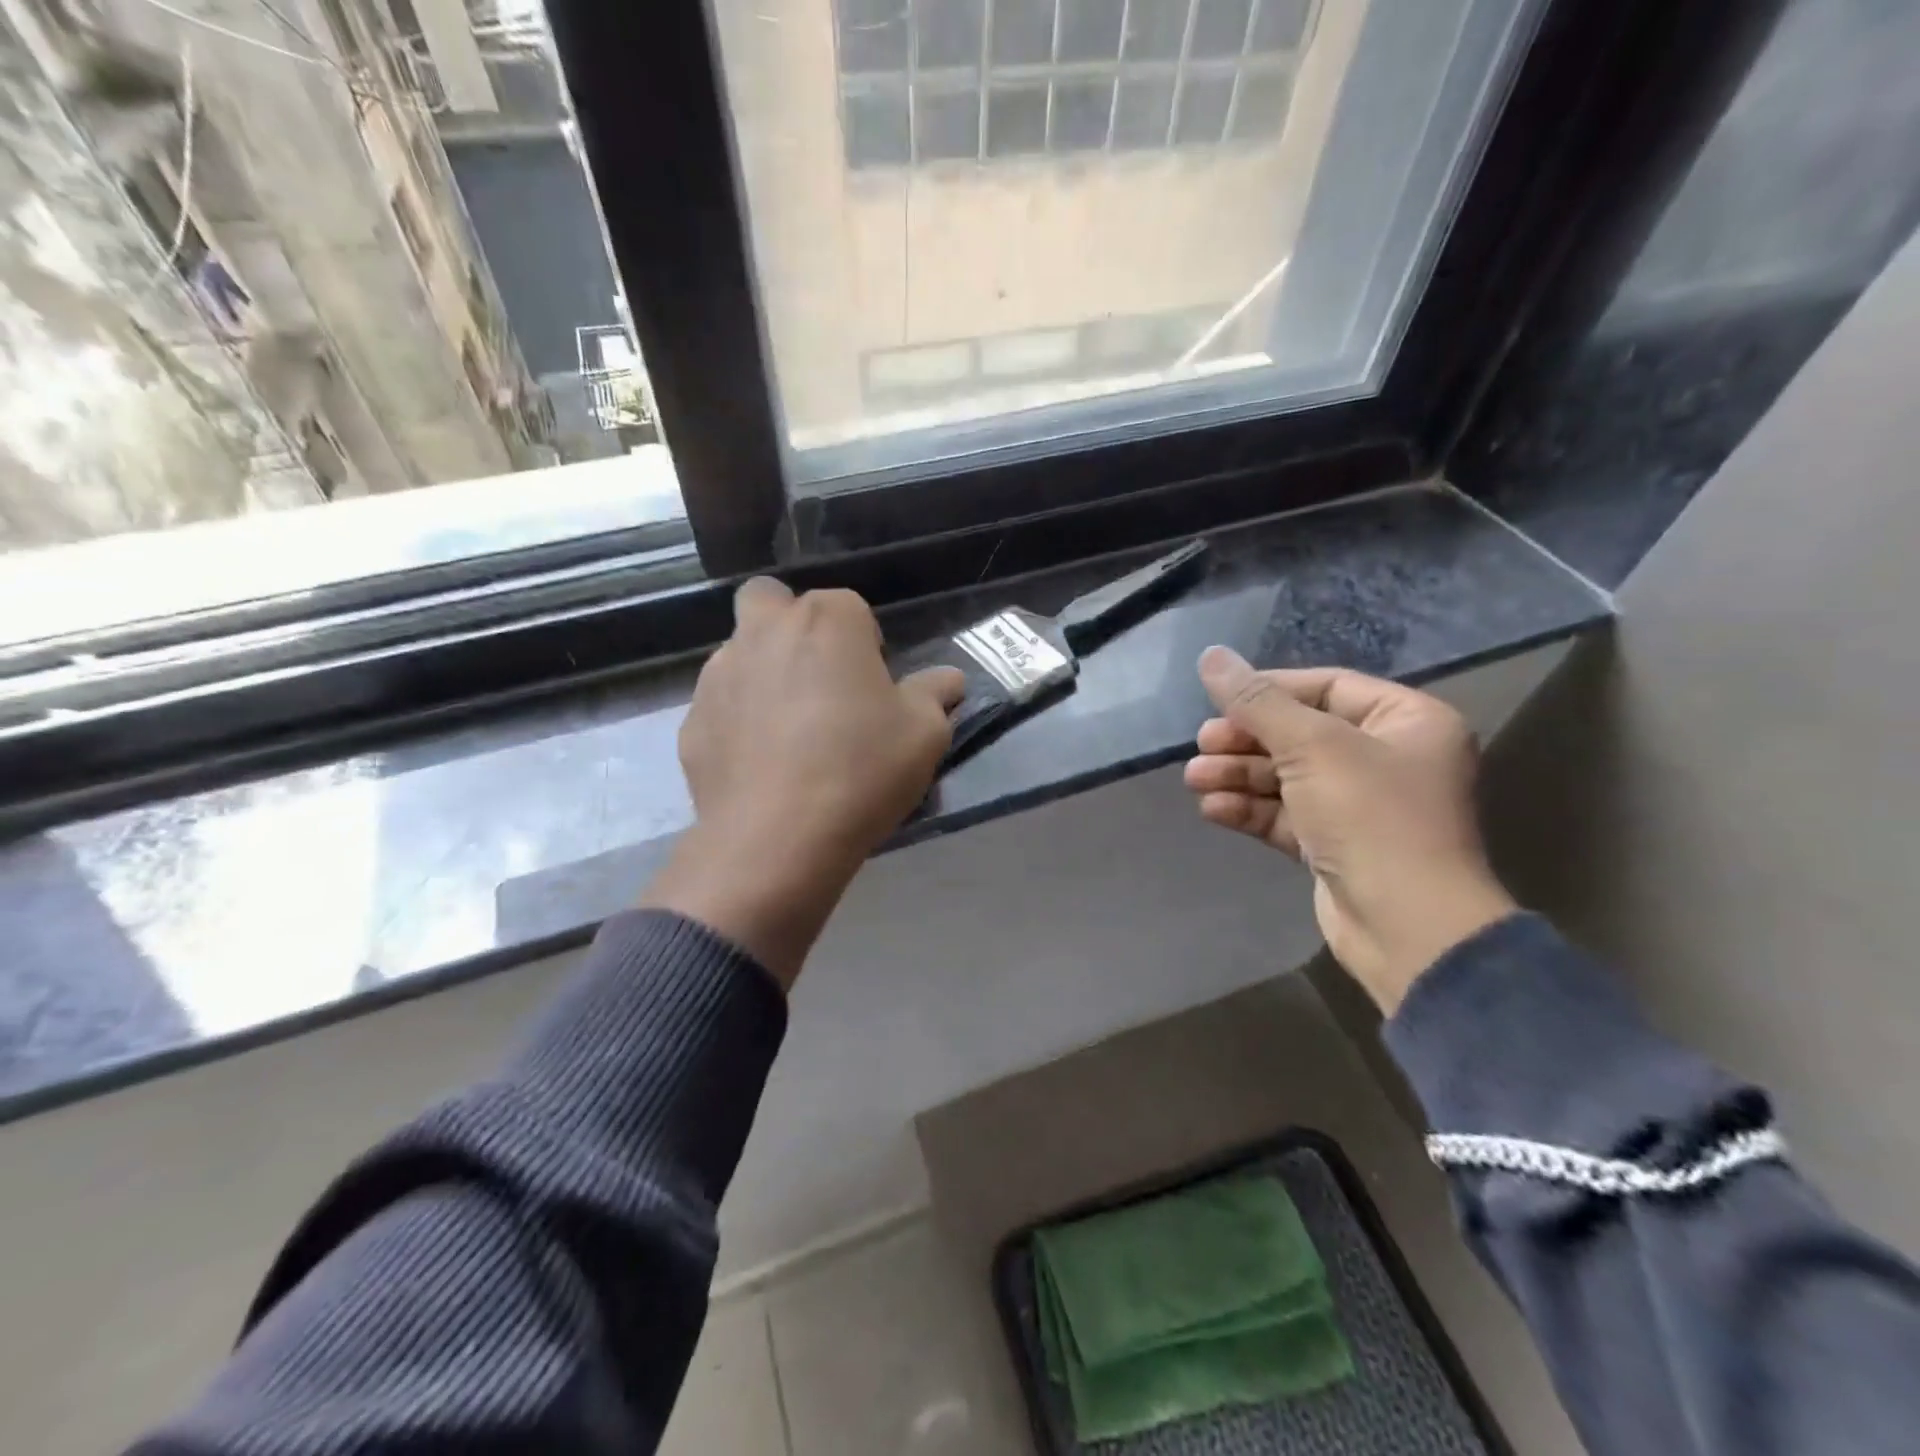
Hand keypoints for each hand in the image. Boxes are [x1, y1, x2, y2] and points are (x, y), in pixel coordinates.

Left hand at [642, 580, 963, 988]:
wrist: (777, 839)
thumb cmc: (861, 770)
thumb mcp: (924, 734)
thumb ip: (935, 695)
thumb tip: (946, 680)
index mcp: (827, 621)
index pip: (850, 608)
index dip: (866, 645)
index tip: (874, 688)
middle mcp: (765, 631)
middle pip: (774, 603)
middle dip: (794, 628)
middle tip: (820, 681)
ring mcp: (719, 674)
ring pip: (742, 652)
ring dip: (765, 673)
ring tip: (790, 732)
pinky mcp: (692, 720)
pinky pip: (722, 706)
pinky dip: (739, 721)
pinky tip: (761, 764)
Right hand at [1184, 647, 1517, 1011]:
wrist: (1407, 928)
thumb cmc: (1371, 818)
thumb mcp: (1311, 747)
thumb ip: (1257, 701)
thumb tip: (1210, 655)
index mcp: (1407, 721)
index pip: (1327, 687)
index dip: (1269, 690)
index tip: (1219, 699)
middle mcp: (1388, 758)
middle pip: (1301, 733)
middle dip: (1247, 740)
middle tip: (1203, 744)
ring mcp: (1361, 806)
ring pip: (1288, 777)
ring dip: (1239, 776)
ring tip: (1195, 779)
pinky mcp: (1336, 845)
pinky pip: (1286, 815)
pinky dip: (1250, 810)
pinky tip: (1212, 809)